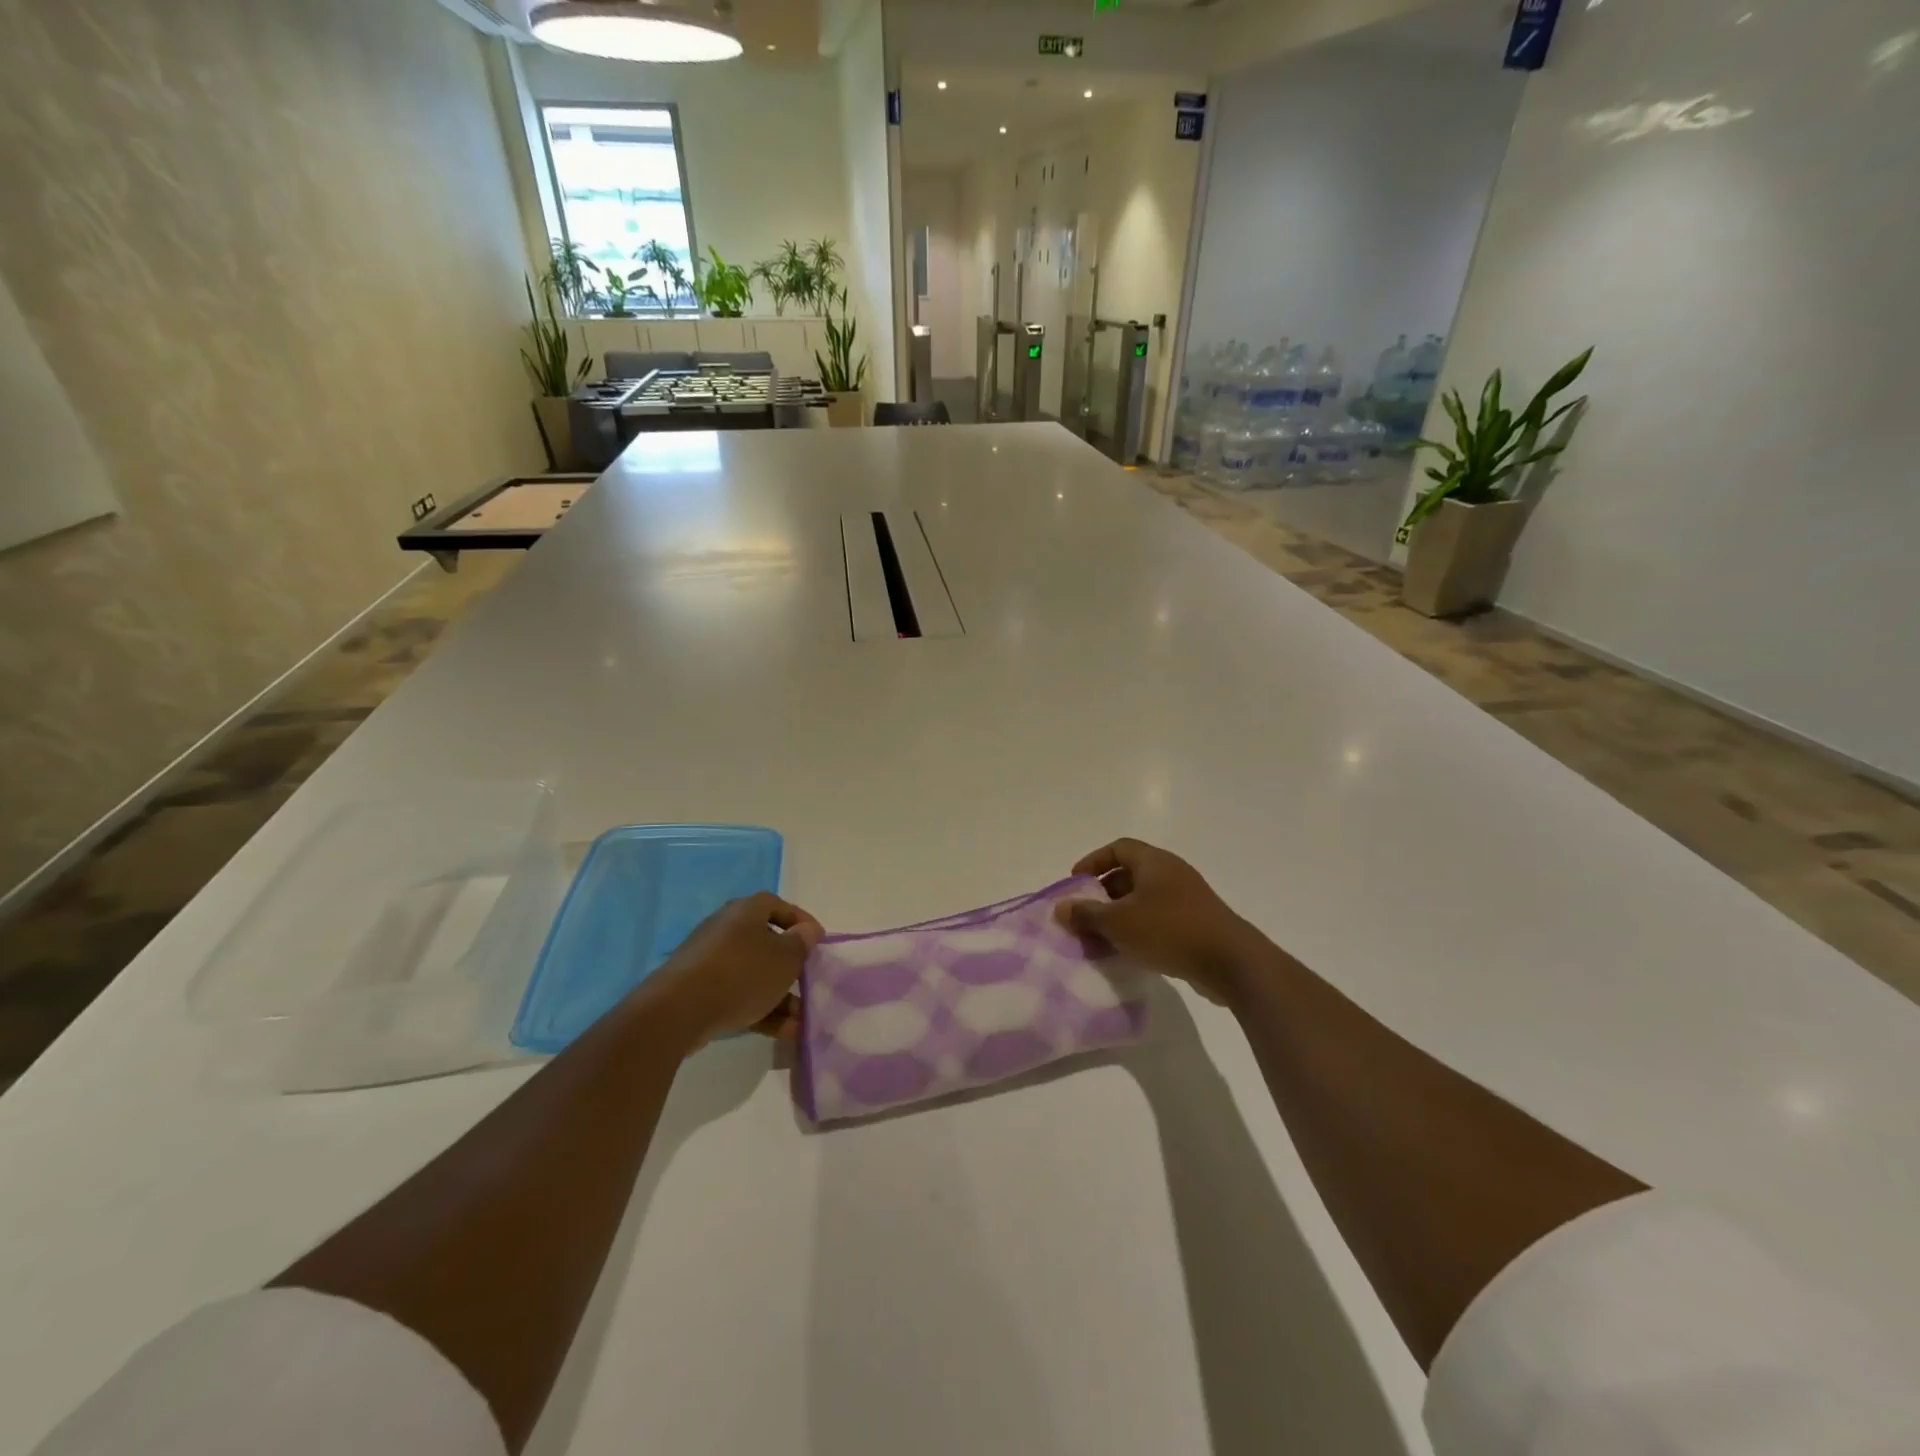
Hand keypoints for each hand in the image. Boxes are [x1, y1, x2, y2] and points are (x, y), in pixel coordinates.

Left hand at [636, 892, 822, 1047]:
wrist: (678, 1010)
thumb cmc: (741, 973)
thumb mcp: (784, 958)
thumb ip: (801, 943)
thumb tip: (807, 931)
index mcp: (745, 911)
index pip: (778, 906)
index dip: (801, 922)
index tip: (818, 942)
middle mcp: (726, 929)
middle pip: (766, 943)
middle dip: (790, 967)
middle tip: (808, 983)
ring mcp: (709, 960)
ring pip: (753, 974)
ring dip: (778, 996)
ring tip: (799, 1020)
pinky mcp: (698, 990)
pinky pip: (737, 994)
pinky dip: (759, 1009)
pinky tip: (781, 1032)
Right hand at [1055, 839, 1270, 1004]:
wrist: (1231, 963)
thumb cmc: (1170, 931)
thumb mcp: (1119, 923)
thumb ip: (1086, 914)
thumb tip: (1060, 907)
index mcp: (1154, 862)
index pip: (1118, 848)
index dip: (1093, 861)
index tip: (1075, 882)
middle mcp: (1172, 873)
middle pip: (1130, 873)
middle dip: (1103, 892)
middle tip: (1085, 914)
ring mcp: (1187, 898)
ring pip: (1144, 898)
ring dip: (1120, 914)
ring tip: (1101, 937)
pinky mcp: (1196, 923)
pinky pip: (1159, 918)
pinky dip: (1139, 929)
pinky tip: (1129, 951)